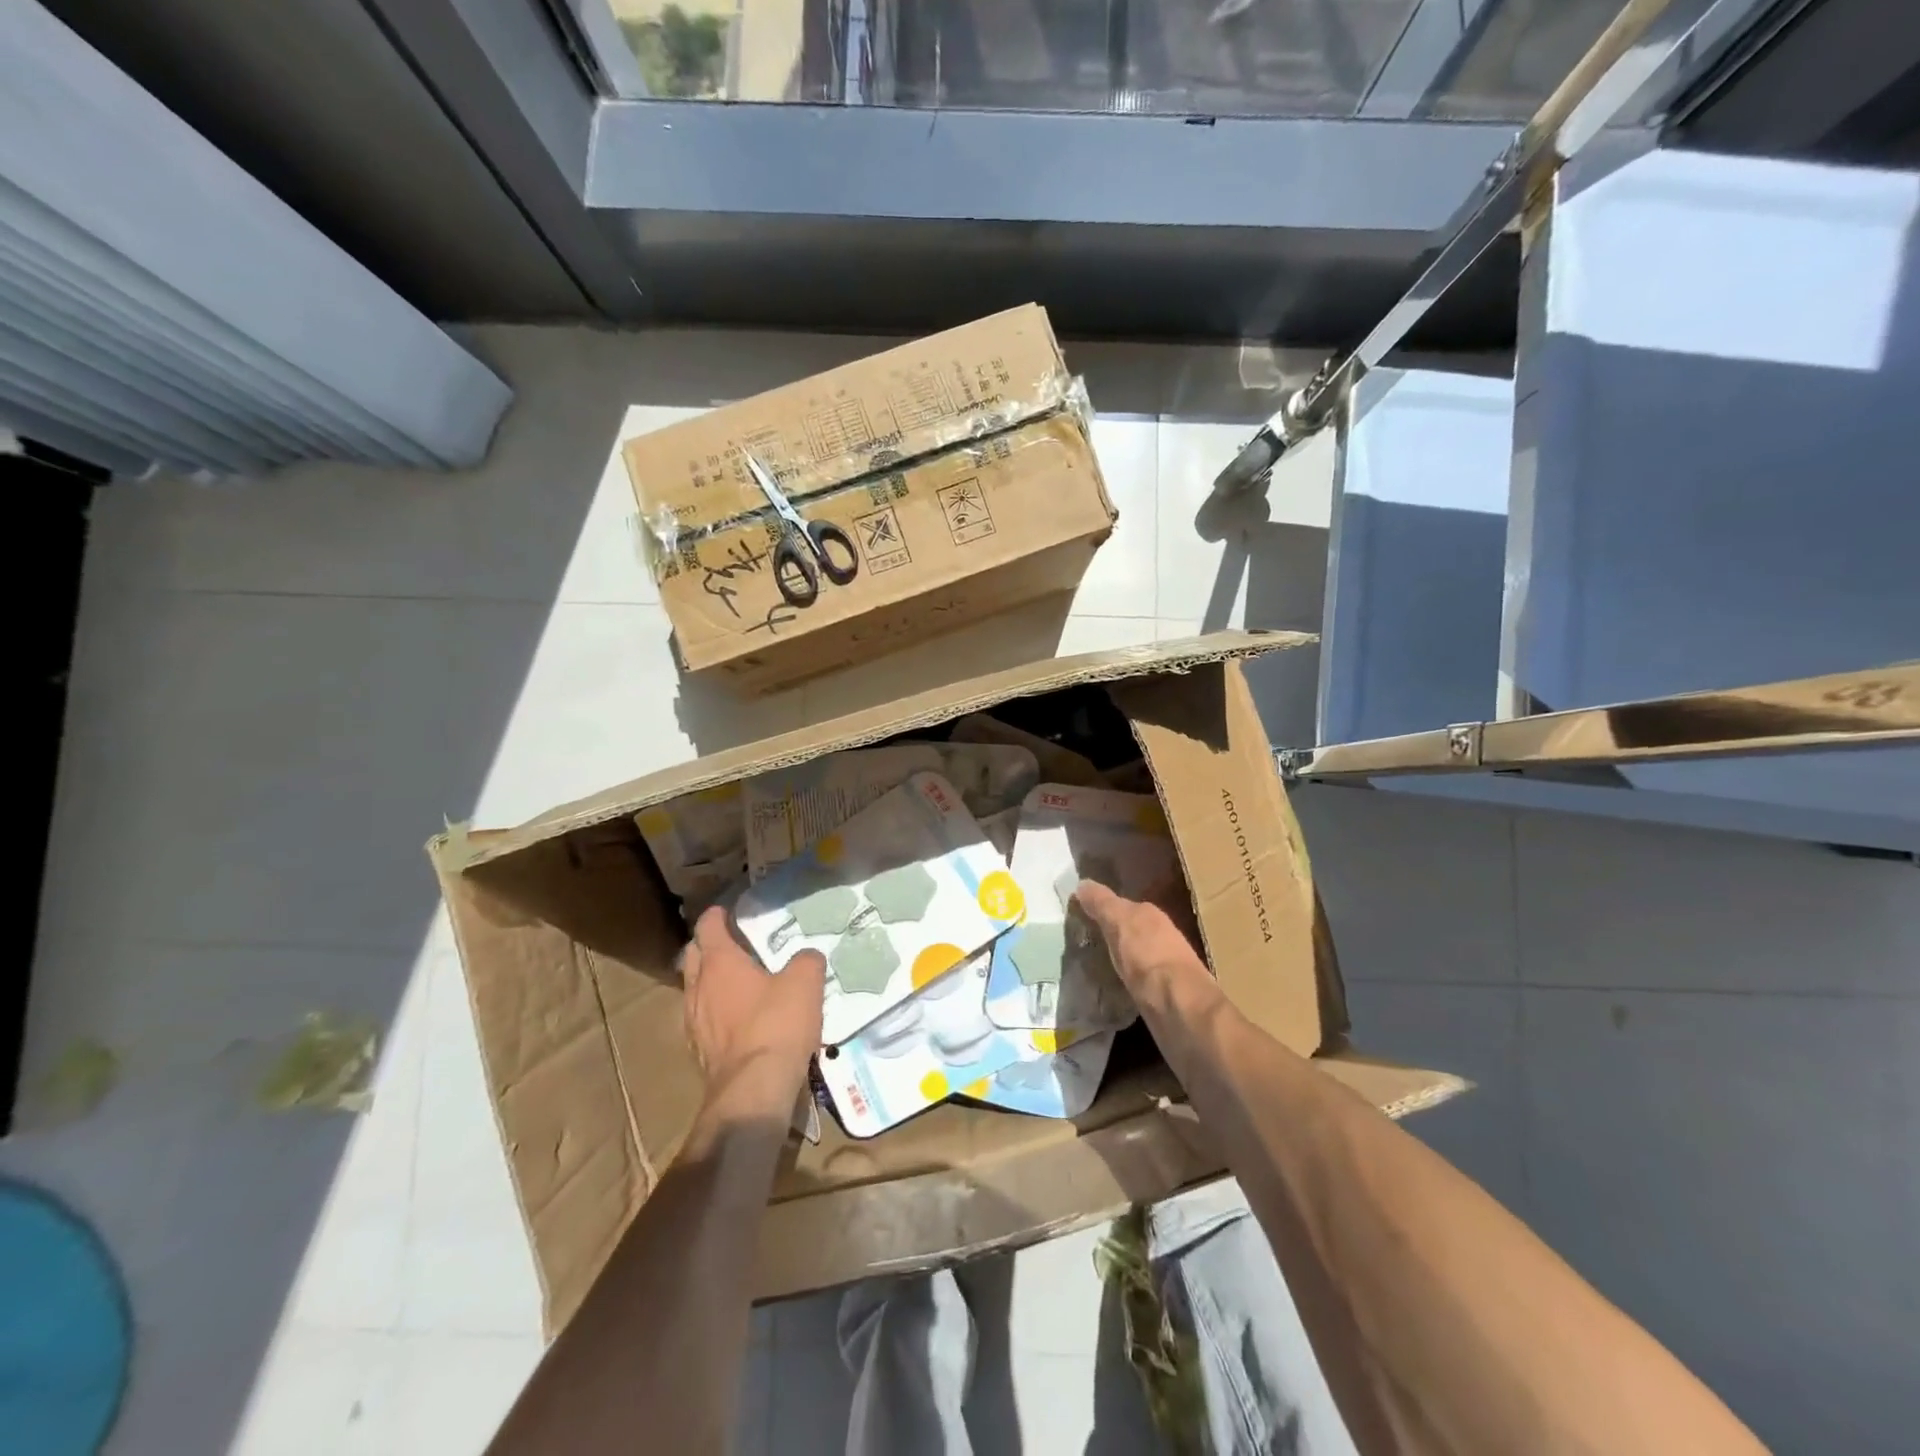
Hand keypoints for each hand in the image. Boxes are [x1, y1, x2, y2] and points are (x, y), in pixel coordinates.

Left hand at [681, 907, 824, 1093]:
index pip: (708, 928)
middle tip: (729, 943)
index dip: (716, 916)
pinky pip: (702, 1020)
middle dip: (706, 947)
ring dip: (708, 981)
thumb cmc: (777, 1025)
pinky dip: (714, 1012)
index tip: (726, 910)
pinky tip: (734, 1020)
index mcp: (719, 963)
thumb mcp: (805, 983)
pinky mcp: (699, 1054)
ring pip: (694, 990)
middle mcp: (699, 988)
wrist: (753, 1091)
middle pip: (693, 957)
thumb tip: (807, 956)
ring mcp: (694, 1023)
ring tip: (732, 982)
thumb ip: (806, 961)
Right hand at [1072, 881, 1210, 1005]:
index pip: (1119, 904)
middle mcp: (1160, 935)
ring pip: (1131, 954)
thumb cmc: (1148, 957)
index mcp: (1150, 914)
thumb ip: (1102, 903)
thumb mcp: (1120, 923)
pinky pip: (1134, 978)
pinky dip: (1121, 979)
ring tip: (1089, 965)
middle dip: (1108, 933)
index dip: (1099, 908)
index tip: (1077, 915)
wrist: (1180, 1007)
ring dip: (1115, 957)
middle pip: (1127, 929)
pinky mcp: (1161, 993)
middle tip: (1078, 940)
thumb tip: (1082, 884)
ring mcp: (1163, 965)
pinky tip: (1108, 986)